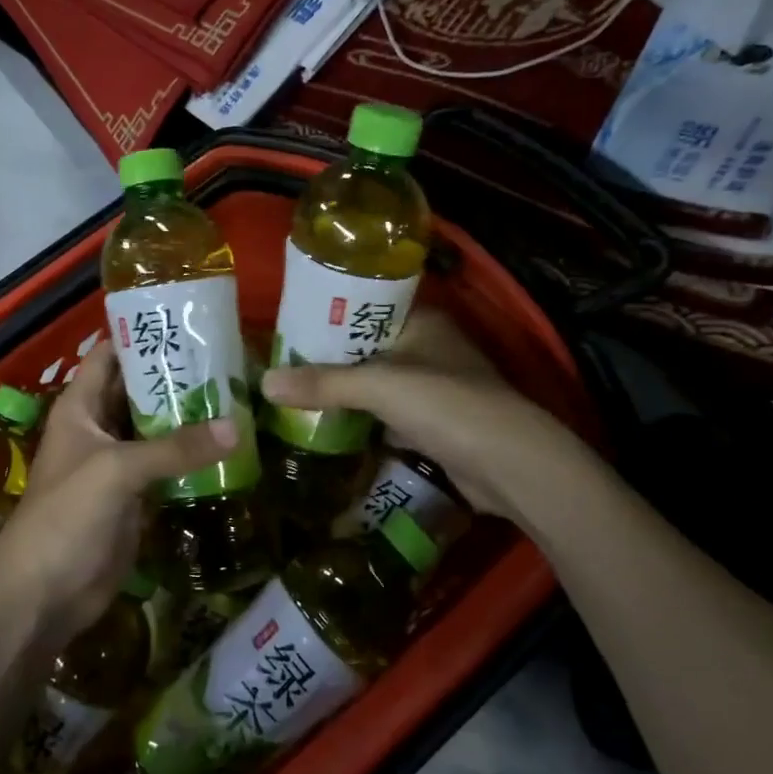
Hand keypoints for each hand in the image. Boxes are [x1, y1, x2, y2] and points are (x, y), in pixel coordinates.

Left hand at [0, 342, 232, 649]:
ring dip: (190, 416)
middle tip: (231, 360)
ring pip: (157, 428)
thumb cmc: (65, 517)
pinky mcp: (134, 496)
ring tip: (239, 395)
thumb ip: (175, 448)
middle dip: (178, 376)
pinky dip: (192, 456)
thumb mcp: (117, 471)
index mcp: (81, 407)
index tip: (190, 321)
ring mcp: (118, 463)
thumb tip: (237, 427)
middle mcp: (99, 427)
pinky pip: (167, 465)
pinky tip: (229, 444)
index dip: (143, 335)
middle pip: (139, 390)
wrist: (42, 595)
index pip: (111, 354)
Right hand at [261, 309, 574, 520]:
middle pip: (366, 349)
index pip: (365, 308)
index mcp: (422, 321)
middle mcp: (428, 348)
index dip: (327, 317)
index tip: (286, 329)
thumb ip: (323, 384)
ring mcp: (434, 388)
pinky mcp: (434, 425)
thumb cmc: (445, 404)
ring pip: (376, 385)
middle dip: (328, 361)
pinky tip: (326, 427)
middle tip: (280, 367)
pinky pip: (387, 417)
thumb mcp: (379, 386)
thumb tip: (265, 383)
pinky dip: (362, 422)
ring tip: (293, 395)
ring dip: (344, 394)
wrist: (507, 464)